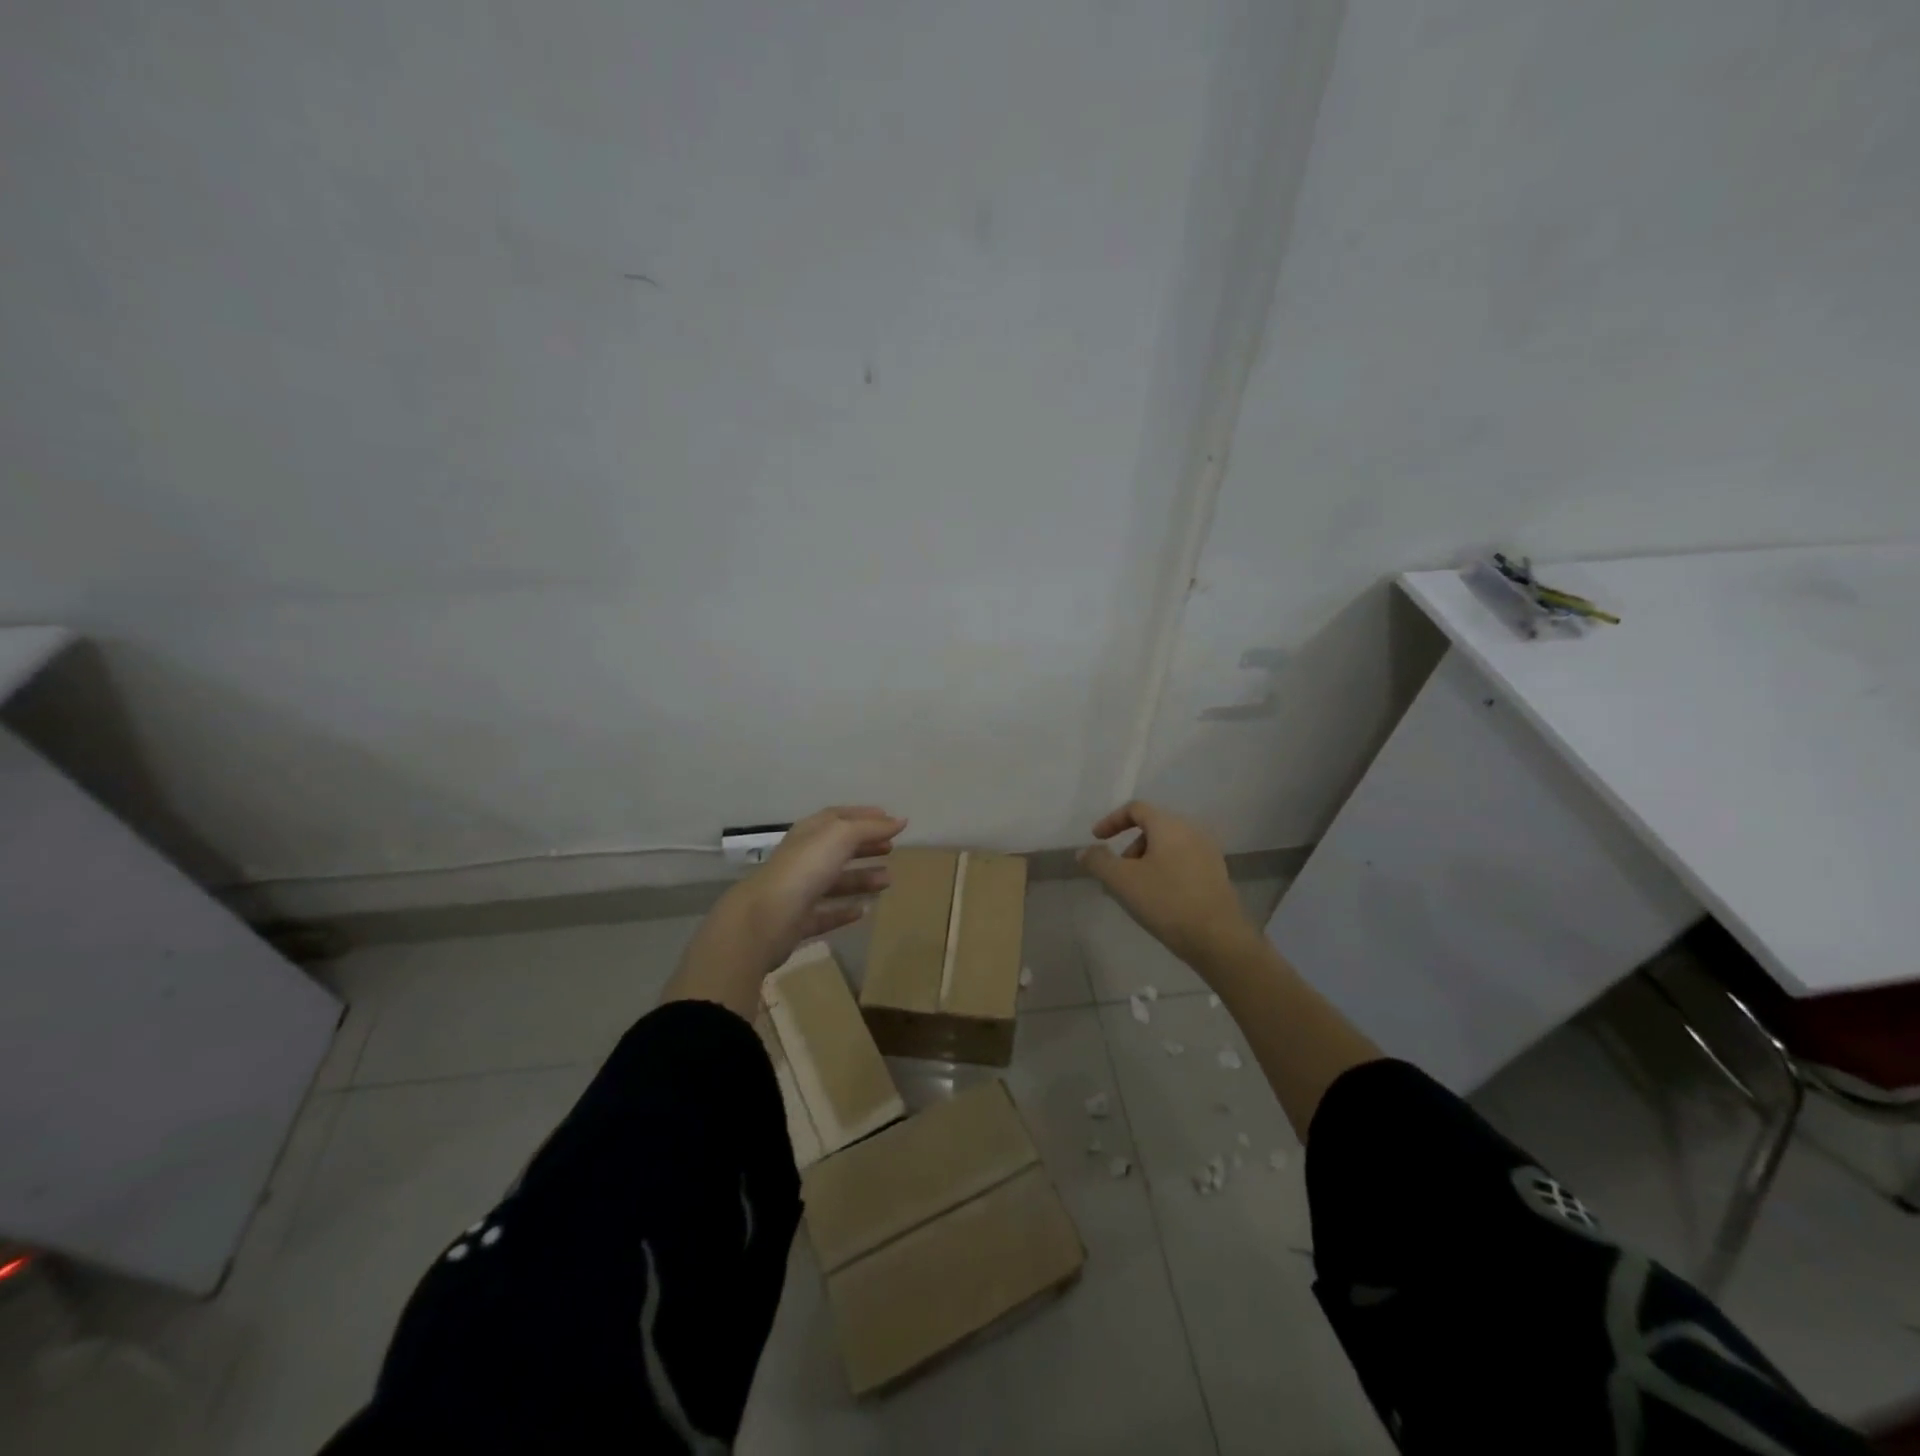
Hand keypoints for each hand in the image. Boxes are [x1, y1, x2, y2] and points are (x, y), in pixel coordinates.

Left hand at [719, 806, 905, 972]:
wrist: (765, 919)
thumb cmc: (804, 869)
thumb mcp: (840, 837)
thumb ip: (870, 828)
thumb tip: (900, 820)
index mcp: (809, 833)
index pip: (838, 817)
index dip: (863, 816)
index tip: (889, 819)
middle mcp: (802, 858)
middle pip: (837, 848)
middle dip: (865, 846)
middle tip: (892, 849)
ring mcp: (798, 890)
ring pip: (835, 881)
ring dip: (861, 879)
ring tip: (888, 881)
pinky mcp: (797, 921)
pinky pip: (825, 913)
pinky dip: (844, 911)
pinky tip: (863, 912)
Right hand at [1079, 801, 1253, 968]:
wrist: (1218, 938)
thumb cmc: (1166, 901)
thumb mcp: (1122, 881)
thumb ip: (1099, 861)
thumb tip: (1084, 851)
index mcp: (1169, 825)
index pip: (1136, 809)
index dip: (1111, 821)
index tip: (1096, 839)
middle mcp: (1192, 830)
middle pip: (1152, 827)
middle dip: (1129, 847)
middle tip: (1116, 874)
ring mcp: (1208, 852)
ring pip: (1168, 847)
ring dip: (1145, 861)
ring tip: (1135, 890)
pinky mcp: (1217, 874)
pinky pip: (1182, 862)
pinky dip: (1164, 870)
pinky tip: (1158, 898)